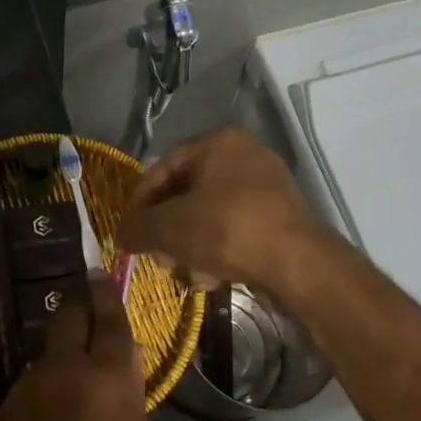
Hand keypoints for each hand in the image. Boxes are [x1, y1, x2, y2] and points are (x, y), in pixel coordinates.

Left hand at [0, 278, 148, 420]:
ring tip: (74, 381)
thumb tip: (125, 355)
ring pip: (51, 348)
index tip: (105, 275)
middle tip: (90, 311)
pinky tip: (52, 413)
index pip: (108, 320)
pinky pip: (35, 377)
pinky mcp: (10, 399)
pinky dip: (48, 383)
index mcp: (104, 375)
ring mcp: (32, 380)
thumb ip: (129, 389)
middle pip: (69, 314)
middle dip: (80, 305)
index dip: (108, 295)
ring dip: (64, 353)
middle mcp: (65, 366)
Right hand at [119, 127, 334, 292]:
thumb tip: (121, 235)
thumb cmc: (227, 229)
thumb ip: (139, 228)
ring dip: (191, 243)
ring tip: (184, 271)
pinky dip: (219, 249)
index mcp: (218, 142)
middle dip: (168, 228)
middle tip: (158, 255)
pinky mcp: (281, 217)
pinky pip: (237, 228)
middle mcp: (244, 155)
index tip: (131, 229)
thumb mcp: (170, 228)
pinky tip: (211, 278)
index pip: (164, 166)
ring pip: (212, 213)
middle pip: (189, 192)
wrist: (298, 263)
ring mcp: (267, 186)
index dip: (141, 200)